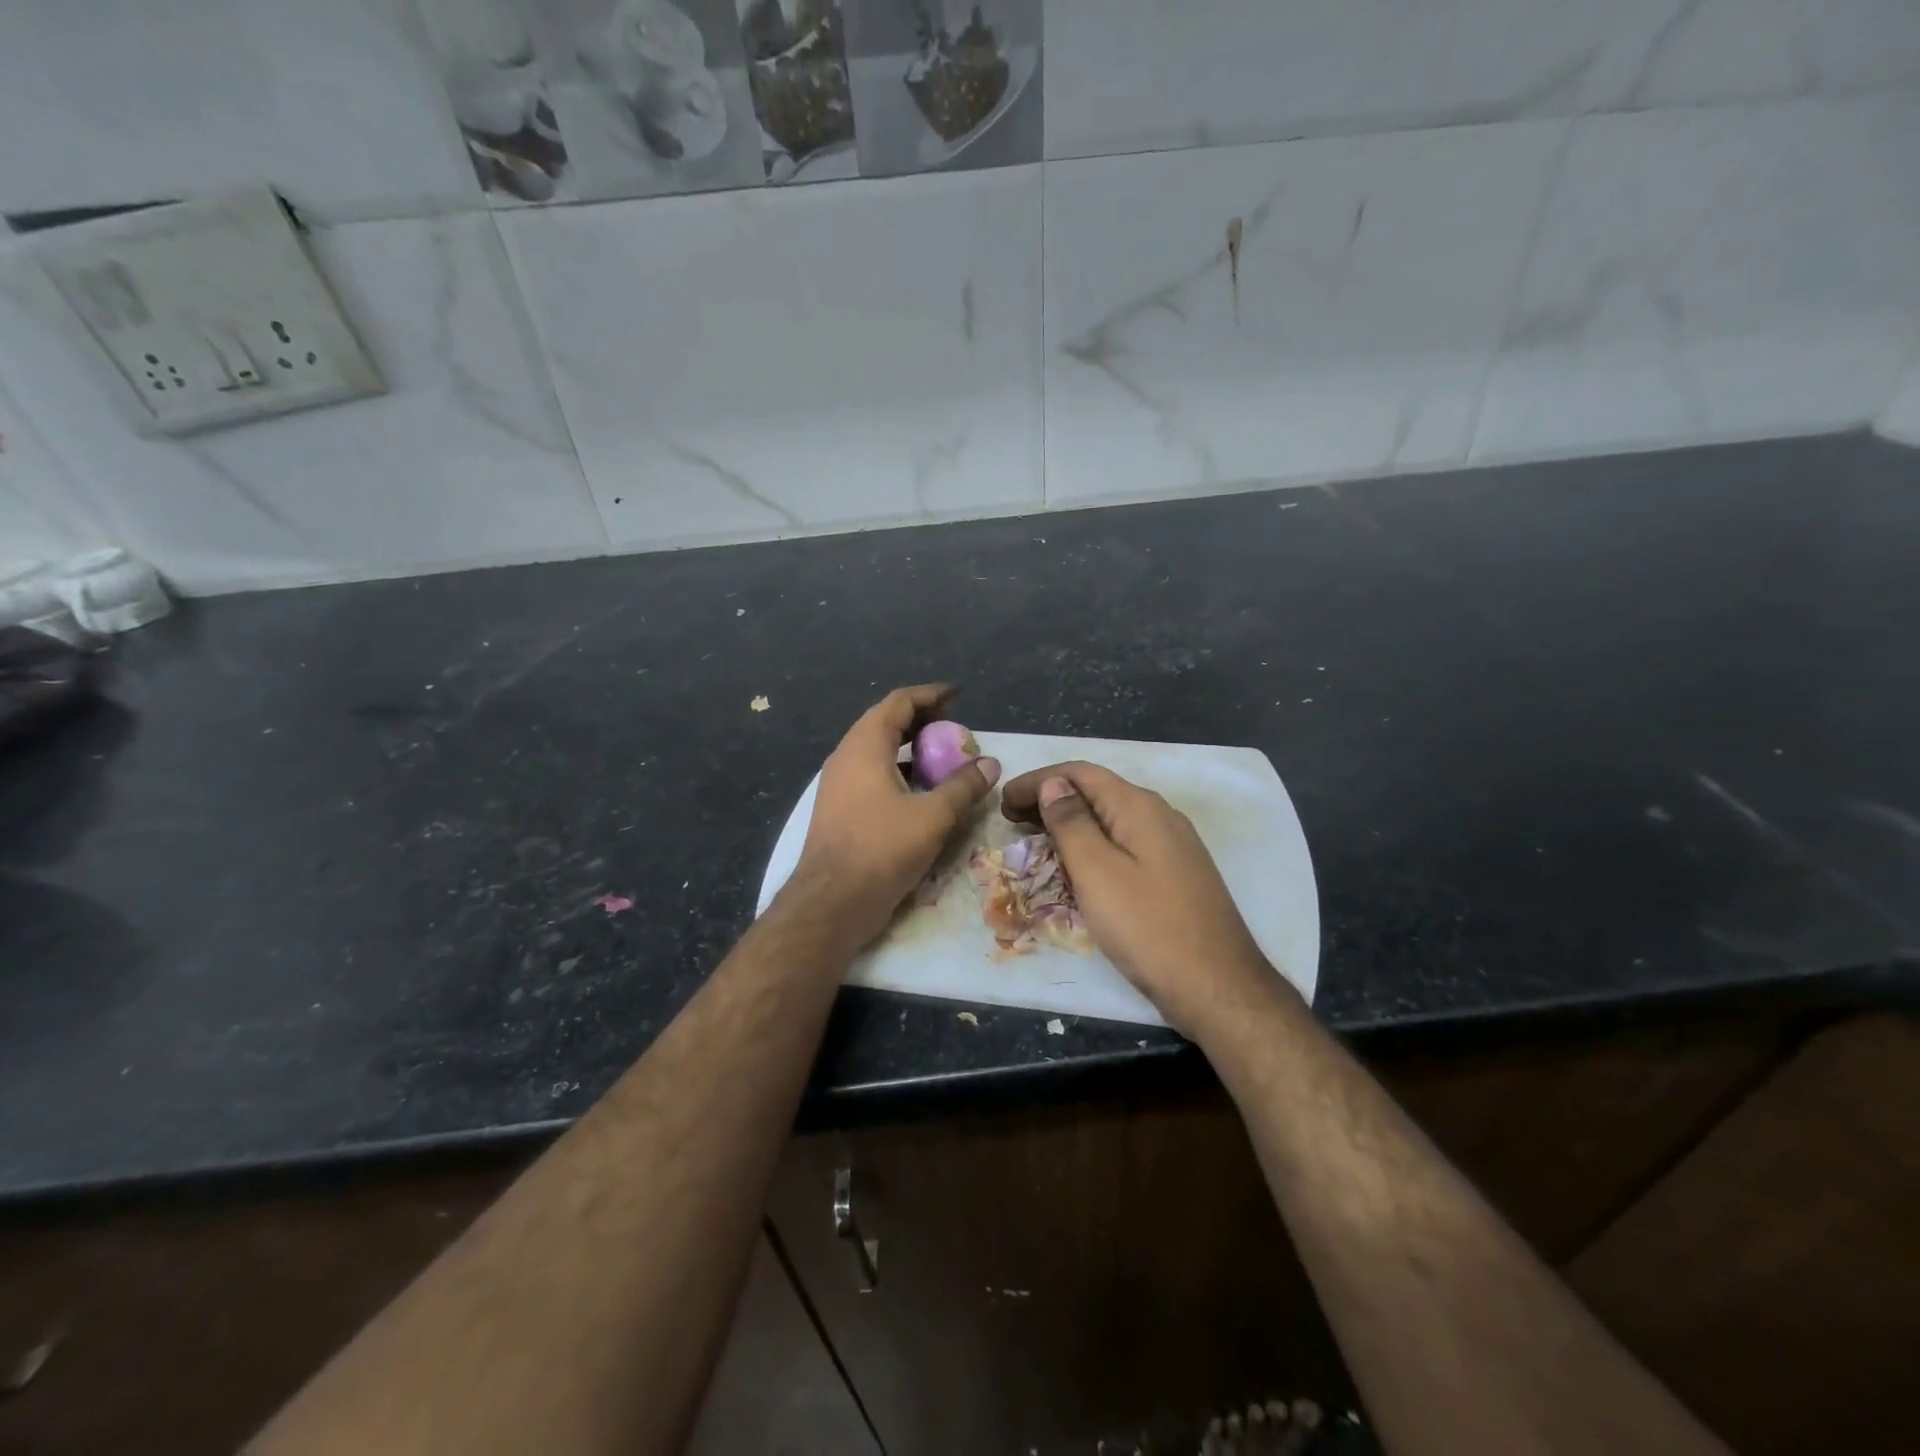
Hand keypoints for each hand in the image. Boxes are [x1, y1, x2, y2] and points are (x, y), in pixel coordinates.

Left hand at [790, 684, 1000, 949]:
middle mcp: (846, 757)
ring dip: (910, 749)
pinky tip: (921, 792)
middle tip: (954, 726)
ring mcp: (839, 785)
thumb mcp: (933, 816)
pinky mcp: (840, 810)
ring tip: (942, 756)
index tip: (957, 696)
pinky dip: (899, 773)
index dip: (930, 695)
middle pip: (885, 723)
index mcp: (864, 747)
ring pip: (878, 752)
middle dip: (921, 720)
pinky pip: (872, 776)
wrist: (831, 903)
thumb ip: (963, 786)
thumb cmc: (881, 850)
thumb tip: (990, 764)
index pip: (898, 703)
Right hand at [999, 762, 1283, 1038]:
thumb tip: (1053, 784)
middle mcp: (1160, 815)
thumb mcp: (1097, 871)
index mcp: (1139, 807)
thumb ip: (1071, 822)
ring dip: (1070, 822)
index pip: (1080, 773)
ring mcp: (1173, 845)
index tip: (1002, 799)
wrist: (1217, 986)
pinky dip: (1093, 843)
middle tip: (1011, 820)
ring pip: (1111, 818)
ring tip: (1035, 839)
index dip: (1038, 780)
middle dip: (1051, 799)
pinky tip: (1078, 865)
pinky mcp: (1176, 872)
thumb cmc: (1148, 927)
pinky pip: (1125, 842)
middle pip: (1097, 792)